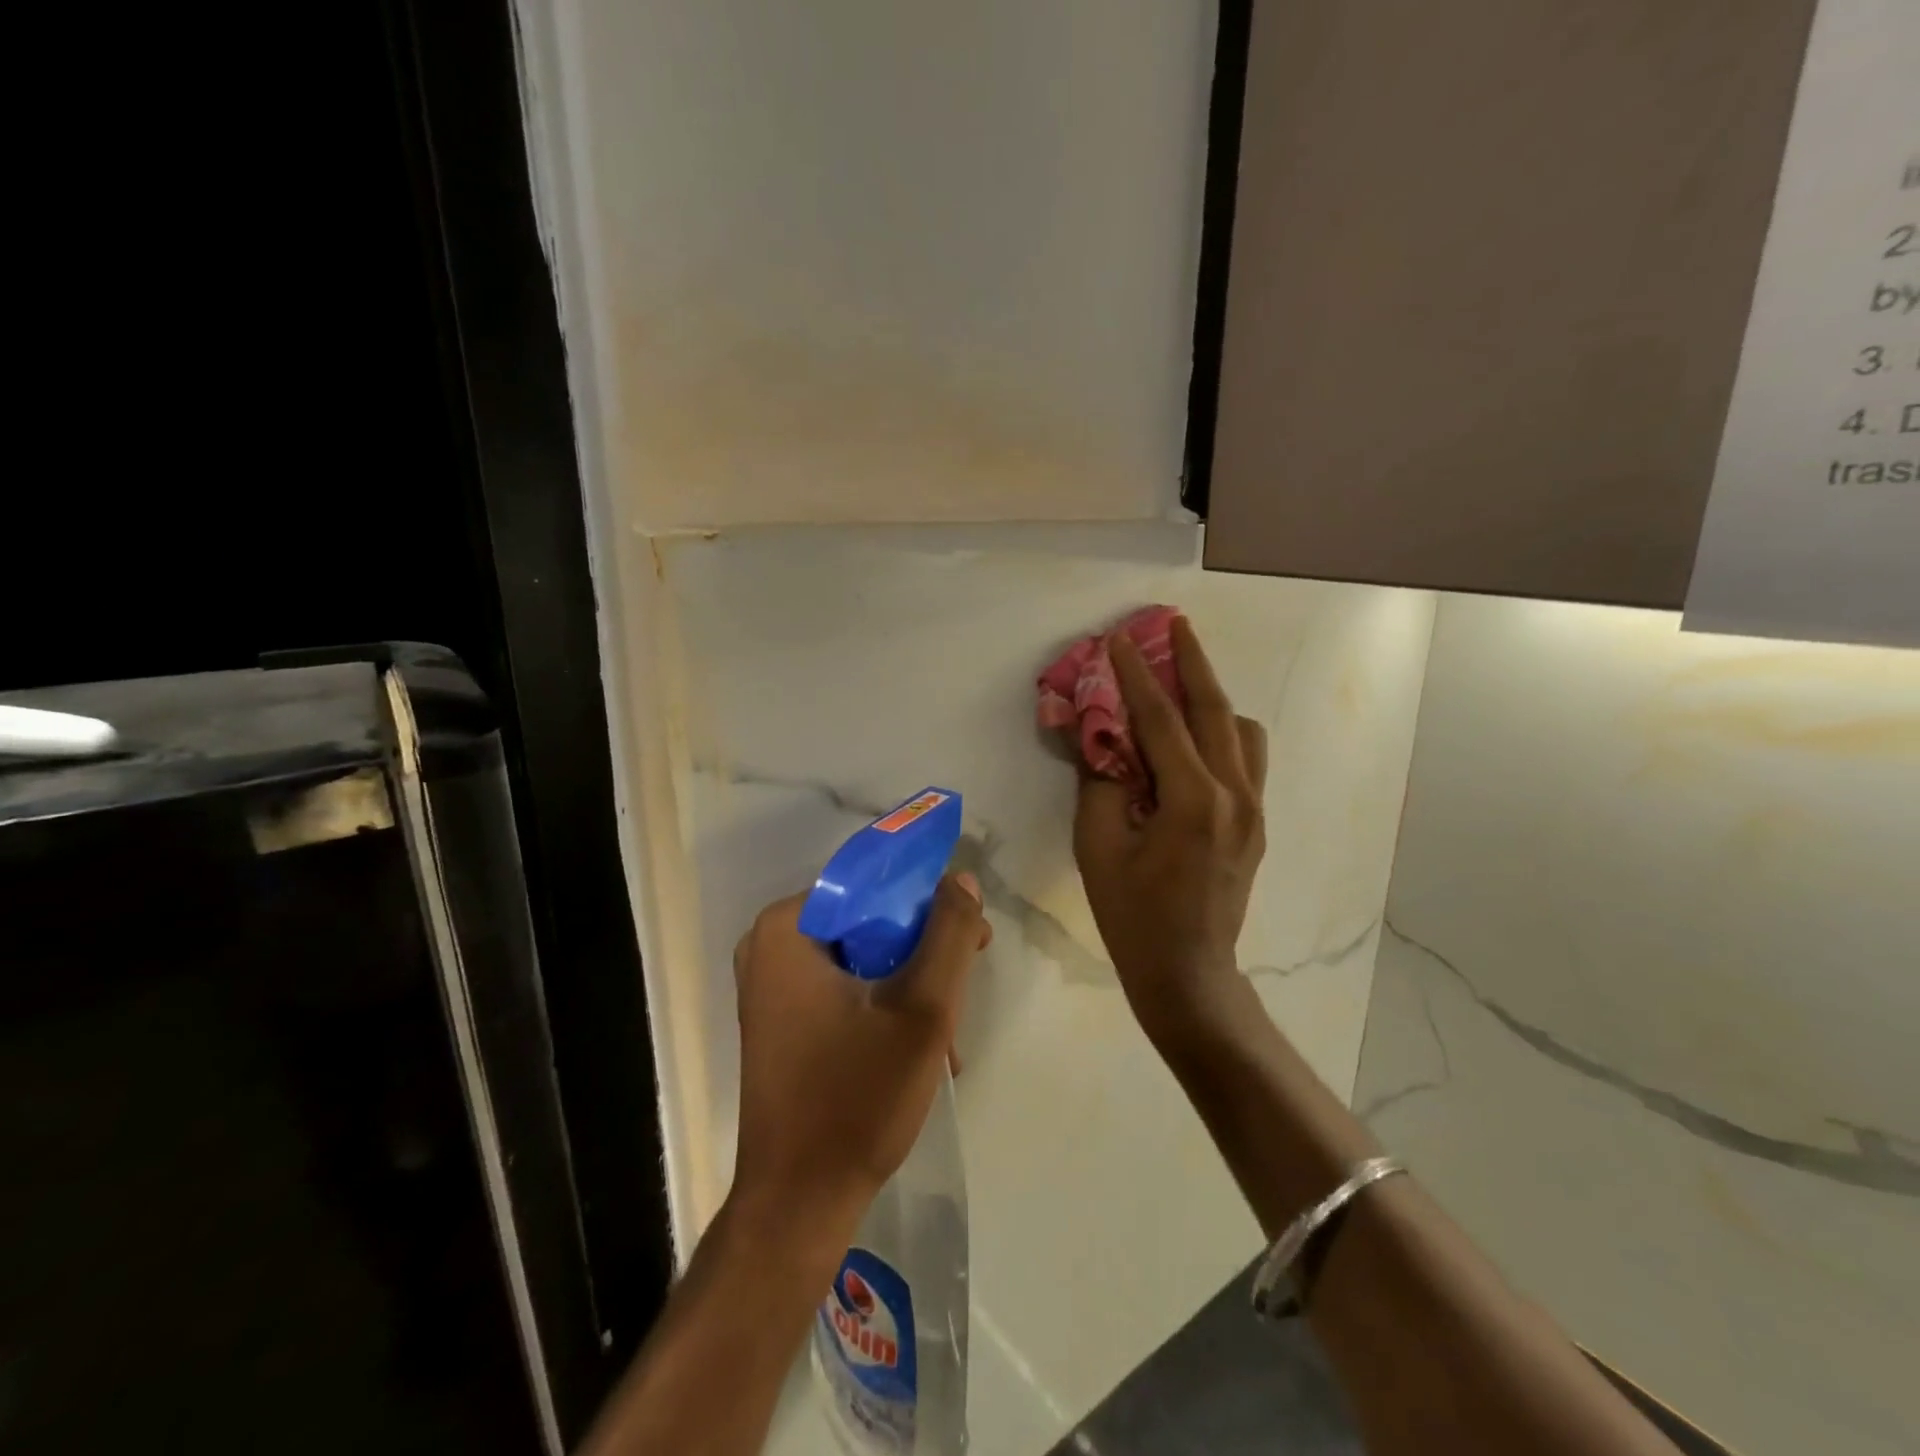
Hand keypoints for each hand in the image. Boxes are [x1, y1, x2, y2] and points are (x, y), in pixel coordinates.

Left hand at [728, 874, 991, 1247]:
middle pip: (868, 920)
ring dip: (910, 986)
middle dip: (923, 952)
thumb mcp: (922, 1010)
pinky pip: (845, 987)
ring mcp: (771, 984)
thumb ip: (948, 935)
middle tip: (964, 984)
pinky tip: (921, 1051)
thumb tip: (959, 880)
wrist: (798, 1205)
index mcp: (788, 927)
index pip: (873, 884)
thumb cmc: (856, 1099)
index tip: (971, 935)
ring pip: (863, 956)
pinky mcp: (781, 1018)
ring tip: (947, 1036)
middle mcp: (770, 945)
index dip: (929, 903)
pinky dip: (884, 1007)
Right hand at [1073, 616, 1267, 1046]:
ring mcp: (1253, 808)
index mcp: (1193, 800)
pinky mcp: (1257, 823)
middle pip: (1215, 709)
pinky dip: (1224, 732)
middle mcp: (1234, 794)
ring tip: (1183, 680)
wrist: (1187, 973)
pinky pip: (1247, 758)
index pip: (1160, 719)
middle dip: (1192, 662)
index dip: (1136, 674)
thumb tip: (1095, 734)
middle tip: (1173, 624)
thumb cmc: (1132, 915)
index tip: (1119, 639)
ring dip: (1212, 697)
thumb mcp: (1098, 846)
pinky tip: (1196, 736)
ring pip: (1241, 730)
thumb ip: (1099, 781)